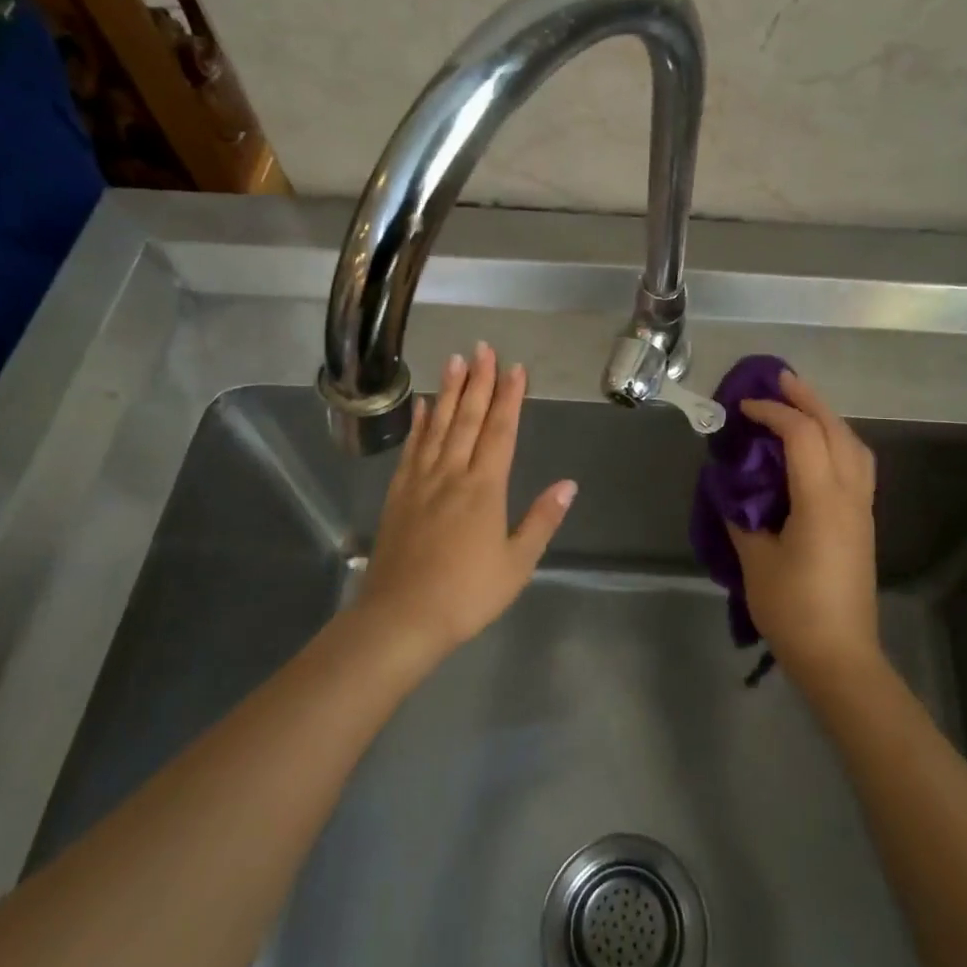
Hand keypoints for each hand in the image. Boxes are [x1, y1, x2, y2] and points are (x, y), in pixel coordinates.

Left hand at [357, 344, 576, 656]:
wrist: (401, 618)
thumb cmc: (467, 595)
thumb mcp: (517, 564)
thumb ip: (541, 520)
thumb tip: (569, 484)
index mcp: (484, 489)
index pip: (500, 432)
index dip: (509, 398)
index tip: (515, 368)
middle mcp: (452, 475)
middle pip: (467, 419)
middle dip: (478, 381)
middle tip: (483, 347)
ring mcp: (421, 482)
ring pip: (437, 426)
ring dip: (447, 391)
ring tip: (454, 360)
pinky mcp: (398, 495)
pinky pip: (411, 450)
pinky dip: (418, 424)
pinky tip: (421, 405)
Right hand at [726, 370, 879, 682]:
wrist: (840, 656)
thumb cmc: (793, 609)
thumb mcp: (755, 561)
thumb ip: (743, 516)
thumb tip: (734, 488)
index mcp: (821, 501)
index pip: (802, 436)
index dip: (773, 413)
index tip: (743, 407)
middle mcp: (849, 496)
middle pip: (836, 430)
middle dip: (809, 399)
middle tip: (781, 379)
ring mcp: (861, 509)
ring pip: (855, 445)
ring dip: (828, 418)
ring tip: (800, 407)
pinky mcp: (863, 523)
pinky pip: (856, 465)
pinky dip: (837, 441)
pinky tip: (816, 448)